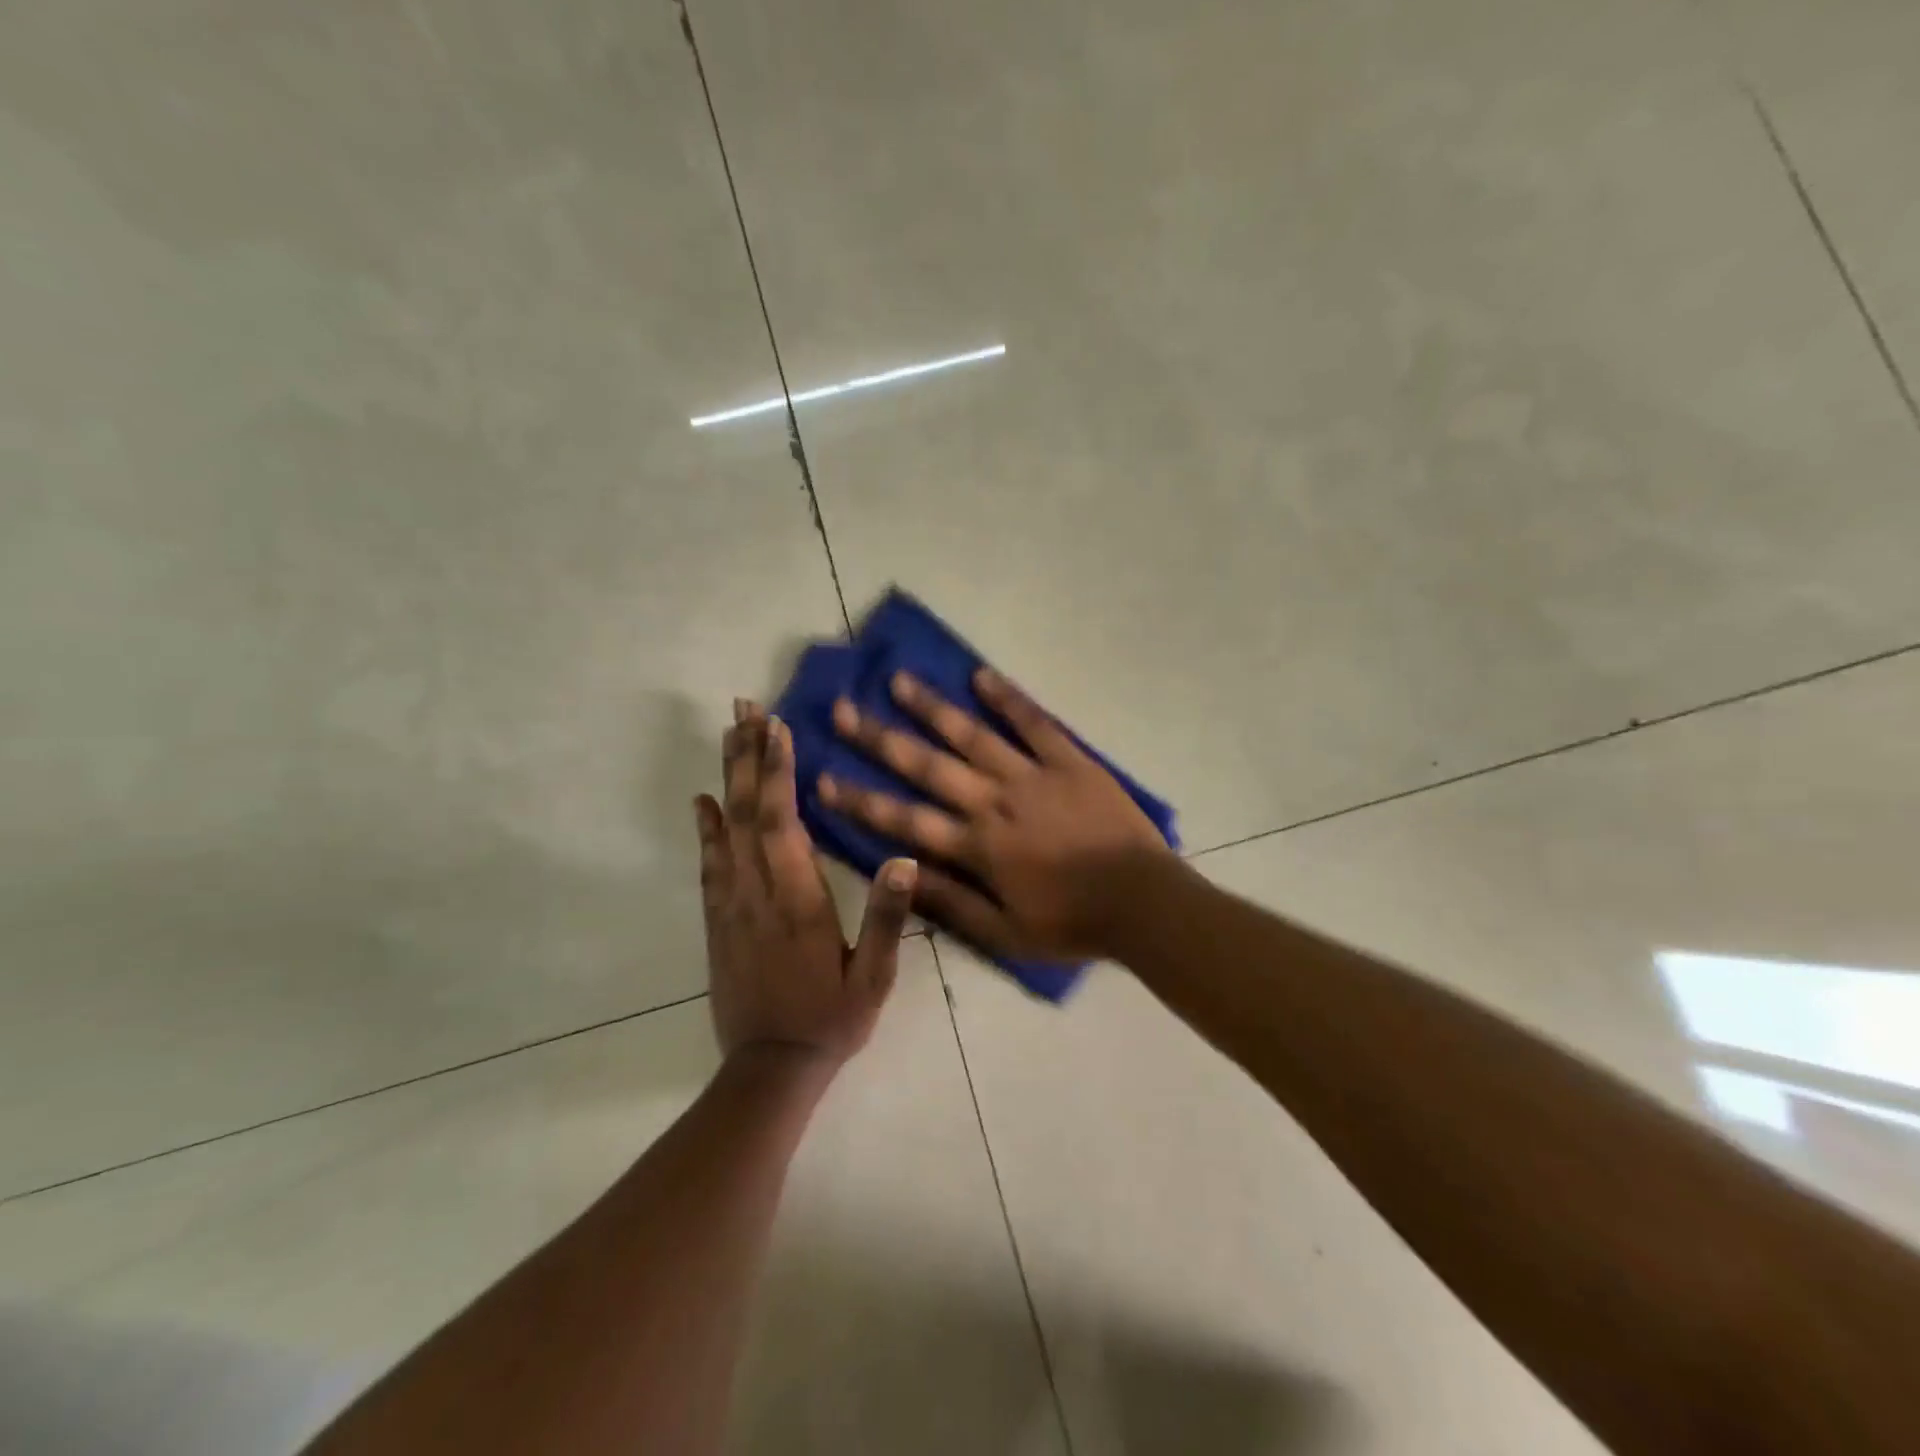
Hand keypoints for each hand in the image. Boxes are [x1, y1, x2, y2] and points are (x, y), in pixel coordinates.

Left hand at [695, 700, 916, 1068]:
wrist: (770, 1070)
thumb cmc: (831, 1020)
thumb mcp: (874, 978)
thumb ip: (886, 918)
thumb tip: (904, 859)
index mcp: (798, 901)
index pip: (783, 823)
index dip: (778, 771)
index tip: (776, 726)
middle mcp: (758, 893)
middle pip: (748, 813)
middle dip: (748, 757)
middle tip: (744, 710)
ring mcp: (731, 906)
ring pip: (725, 830)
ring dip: (728, 779)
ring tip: (728, 736)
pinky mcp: (718, 921)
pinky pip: (710, 864)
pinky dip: (706, 827)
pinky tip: (704, 802)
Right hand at [818, 669, 1174, 959]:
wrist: (1143, 902)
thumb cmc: (1072, 924)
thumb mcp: (1005, 934)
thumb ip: (951, 902)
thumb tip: (899, 873)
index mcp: (977, 847)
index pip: (904, 820)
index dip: (860, 801)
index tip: (822, 778)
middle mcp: (994, 802)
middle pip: (927, 766)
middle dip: (880, 739)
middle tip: (843, 709)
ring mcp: (1033, 775)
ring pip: (973, 735)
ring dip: (933, 708)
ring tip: (899, 680)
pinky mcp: (1070, 760)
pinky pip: (1034, 723)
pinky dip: (1008, 698)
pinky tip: (981, 675)